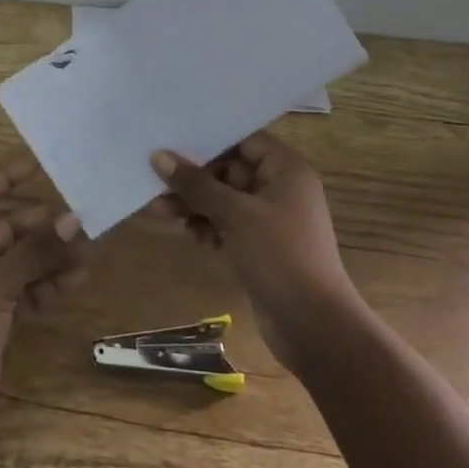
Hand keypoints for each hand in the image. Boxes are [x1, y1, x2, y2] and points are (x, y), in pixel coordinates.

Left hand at [0, 154, 86, 441]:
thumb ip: (35, 250)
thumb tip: (73, 218)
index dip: (3, 177)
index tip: (36, 164)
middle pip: (7, 227)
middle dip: (41, 225)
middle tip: (80, 222)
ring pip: (21, 259)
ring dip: (51, 256)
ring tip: (88, 253)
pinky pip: (27, 287)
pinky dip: (48, 284)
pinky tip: (76, 281)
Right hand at [149, 133, 355, 369]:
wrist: (313, 327)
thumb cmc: (279, 256)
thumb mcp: (234, 214)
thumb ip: (195, 184)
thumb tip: (158, 156)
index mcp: (286, 170)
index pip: (243, 140)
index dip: (209, 141)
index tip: (171, 141)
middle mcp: (280, 188)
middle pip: (229, 170)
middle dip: (193, 179)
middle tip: (155, 182)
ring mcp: (270, 220)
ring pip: (224, 200)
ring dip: (194, 204)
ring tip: (160, 211)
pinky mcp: (260, 246)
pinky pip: (228, 225)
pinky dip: (209, 226)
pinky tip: (193, 237)